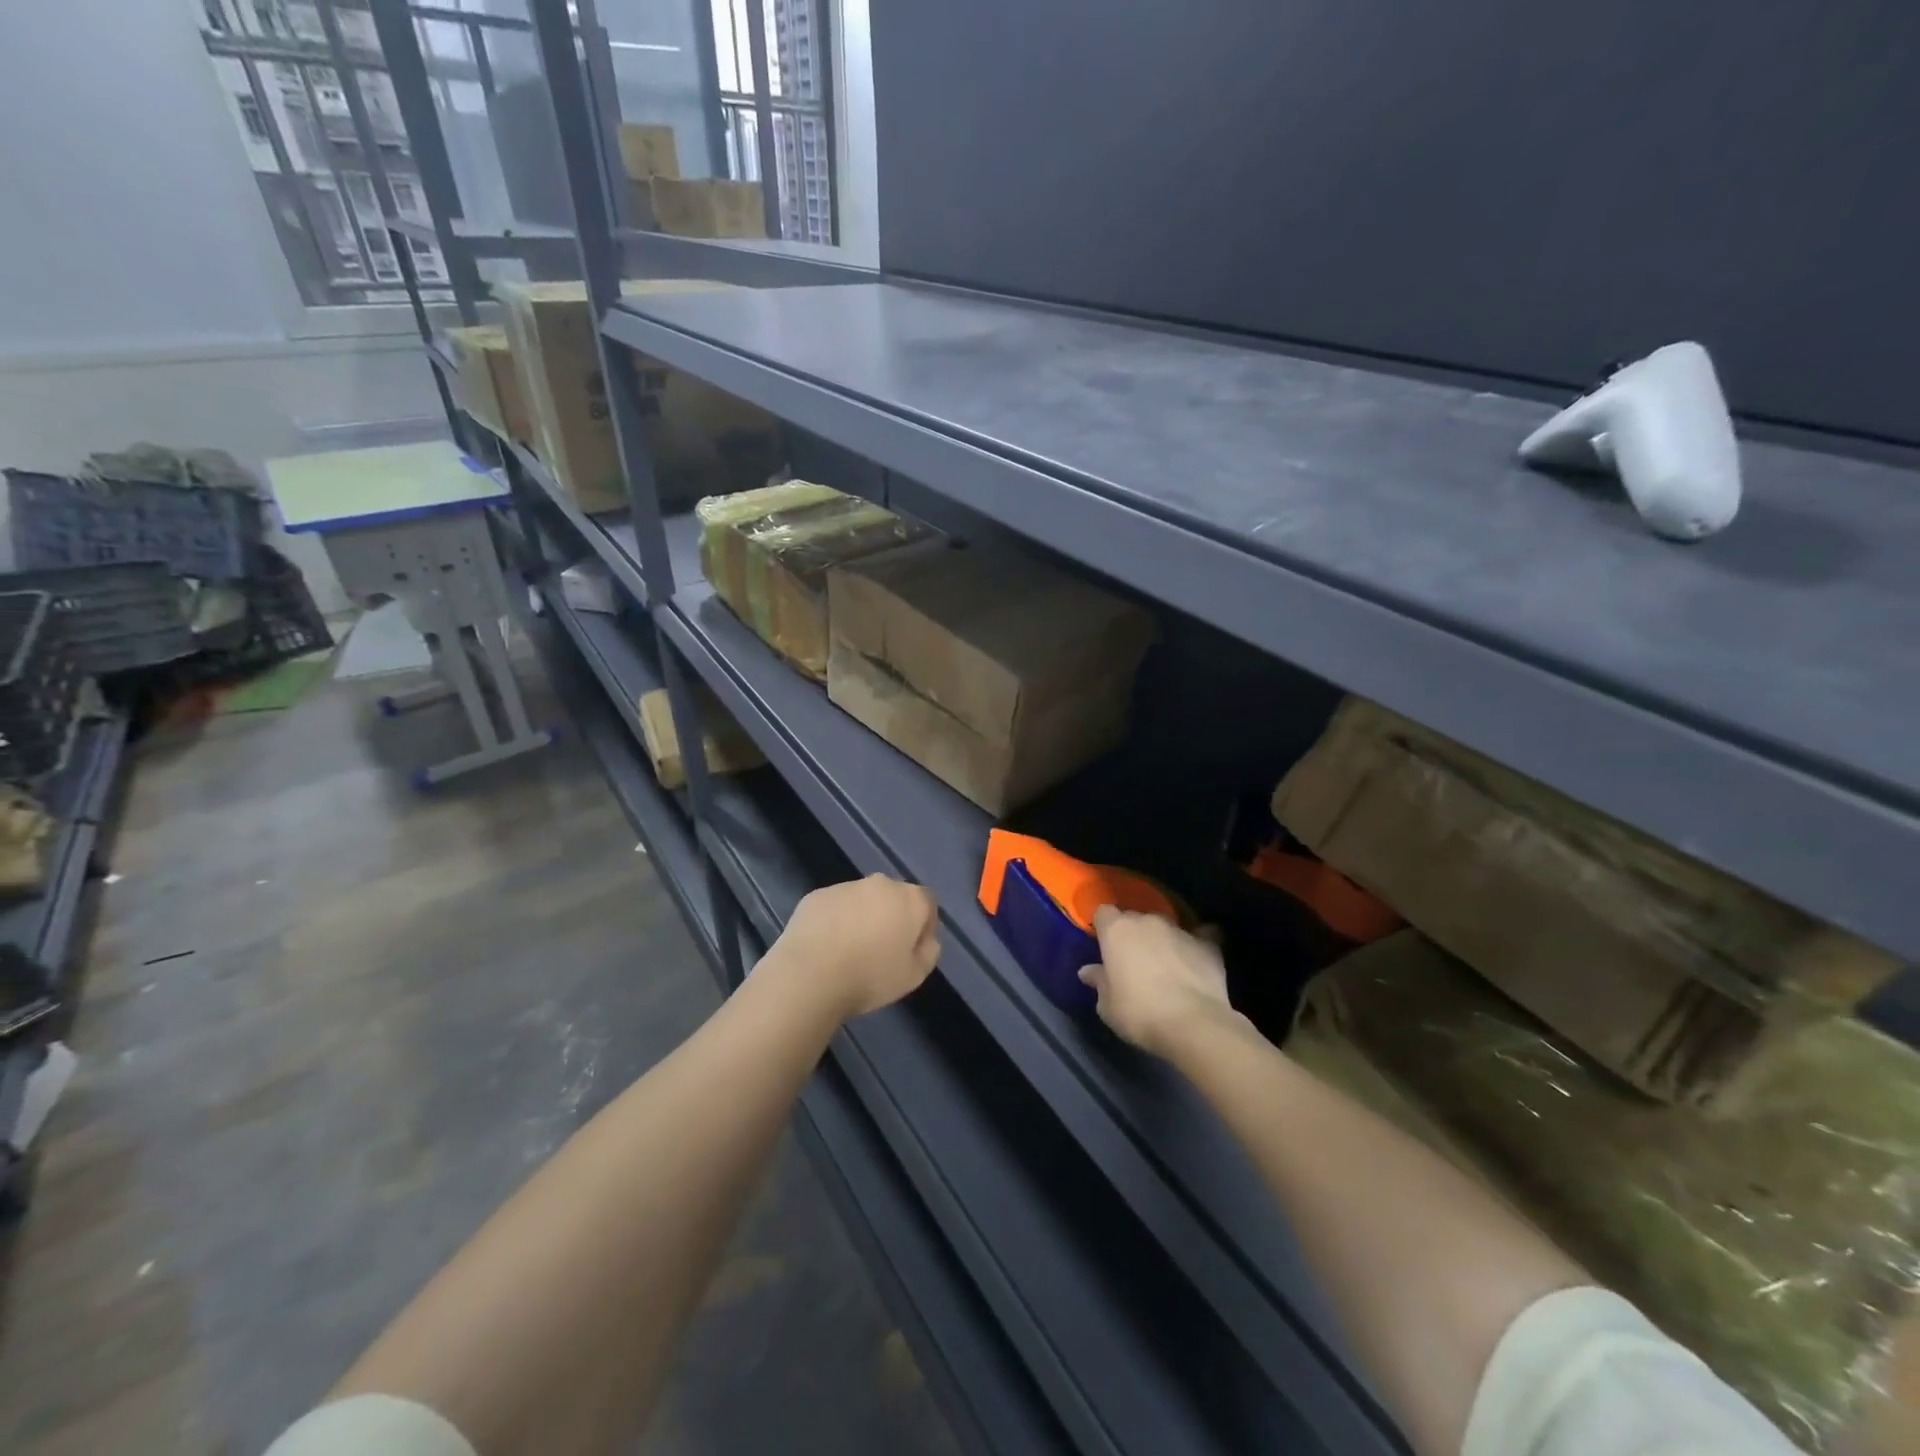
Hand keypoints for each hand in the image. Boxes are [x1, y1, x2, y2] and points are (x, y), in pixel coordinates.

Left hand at [767, 874, 940, 1020]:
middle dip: (892, 917)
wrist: (809, 975)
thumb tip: (925, 940)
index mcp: (909, 899)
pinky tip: (826, 947)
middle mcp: (880, 884)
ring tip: (850, 951)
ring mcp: (845, 887)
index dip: (924, 926)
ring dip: (862, 917)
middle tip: (882, 950)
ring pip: (862, 900)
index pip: (928, 903)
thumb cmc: (870, 977)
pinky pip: (835, 906)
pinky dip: (835, 920)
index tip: (913, 950)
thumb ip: (928, 952)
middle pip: (894, 897)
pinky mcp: (816, 896)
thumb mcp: (914, 976)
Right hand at [1079, 908, 1234, 1057]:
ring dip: (1163, 941)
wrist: (1193, 1025)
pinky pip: (1203, 935)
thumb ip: (1099, 982)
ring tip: (1167, 966)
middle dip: (1133, 935)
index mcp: (1117, 930)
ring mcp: (1180, 930)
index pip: (1104, 913)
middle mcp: (1147, 921)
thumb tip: (1088, 971)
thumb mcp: (1107, 1006)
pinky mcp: (1208, 944)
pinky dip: (1199, 942)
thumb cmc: (1139, 1013)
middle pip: (1135, 919)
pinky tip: (1199, 956)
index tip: (1105, 948)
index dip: (1104, 928)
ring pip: (1166, 927)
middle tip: (1134, 963)